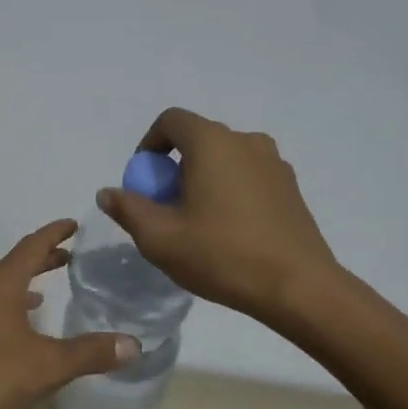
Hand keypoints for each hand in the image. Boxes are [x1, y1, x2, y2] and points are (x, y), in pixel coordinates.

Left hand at [0, 220, 139, 408]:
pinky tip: (21, 326)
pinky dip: (10, 305)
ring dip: (25, 282)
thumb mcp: (45, 367)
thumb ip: (89, 353)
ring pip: (0, 286)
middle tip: (71, 255)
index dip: (54, 233)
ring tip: (50, 288)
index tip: (74, 224)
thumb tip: (134, 344)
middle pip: (15, 264)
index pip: (31, 246)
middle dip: (43, 257)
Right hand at [98, 108, 340, 323]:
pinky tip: (230, 231)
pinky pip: (249, 176)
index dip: (149, 145)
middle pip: (198, 139)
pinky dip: (231, 191)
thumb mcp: (160, 238)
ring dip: (204, 179)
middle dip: (175, 167)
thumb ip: (128, 209)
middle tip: (167, 208)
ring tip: (198, 221)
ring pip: (225, 158)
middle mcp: (246, 141)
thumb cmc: (222, 255)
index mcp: (212, 142)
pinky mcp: (291, 188)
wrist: (299, 287)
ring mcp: (274, 163)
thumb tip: (108, 192)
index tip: (144, 182)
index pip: (171, 121)